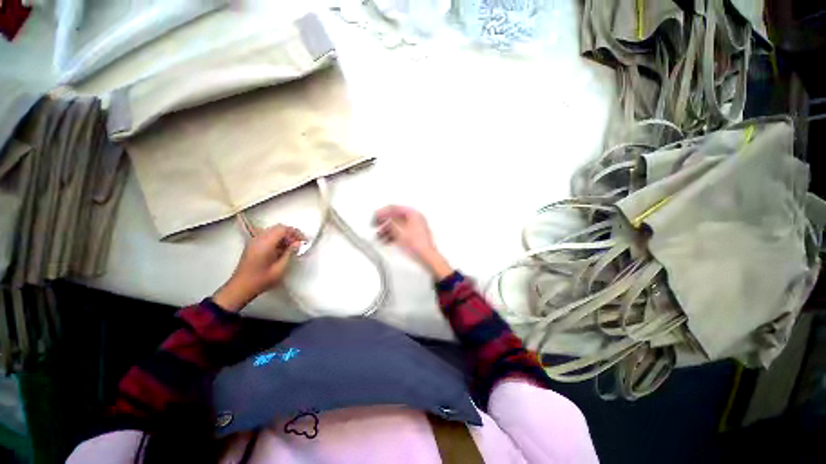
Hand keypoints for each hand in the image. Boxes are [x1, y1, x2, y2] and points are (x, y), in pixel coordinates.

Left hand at [214, 224, 305, 311]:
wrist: (241, 287)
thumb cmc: (261, 279)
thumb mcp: (280, 268)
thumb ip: (290, 253)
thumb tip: (298, 243)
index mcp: (265, 243)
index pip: (283, 229)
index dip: (295, 233)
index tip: (303, 241)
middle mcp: (258, 239)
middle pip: (278, 228)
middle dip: (290, 234)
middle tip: (298, 244)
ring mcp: (254, 241)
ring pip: (273, 231)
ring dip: (284, 236)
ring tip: (291, 248)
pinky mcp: (252, 245)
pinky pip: (267, 236)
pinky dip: (276, 239)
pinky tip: (281, 250)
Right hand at [373, 205, 453, 278]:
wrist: (426, 256)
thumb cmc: (418, 245)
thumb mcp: (399, 232)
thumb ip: (390, 222)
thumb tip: (384, 218)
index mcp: (413, 213)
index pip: (394, 208)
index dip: (382, 212)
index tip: (375, 216)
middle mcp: (415, 218)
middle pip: (395, 216)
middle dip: (384, 222)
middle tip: (375, 225)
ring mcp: (415, 226)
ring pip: (397, 225)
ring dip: (387, 230)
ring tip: (379, 235)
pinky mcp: (414, 235)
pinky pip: (401, 232)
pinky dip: (392, 235)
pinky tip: (386, 240)